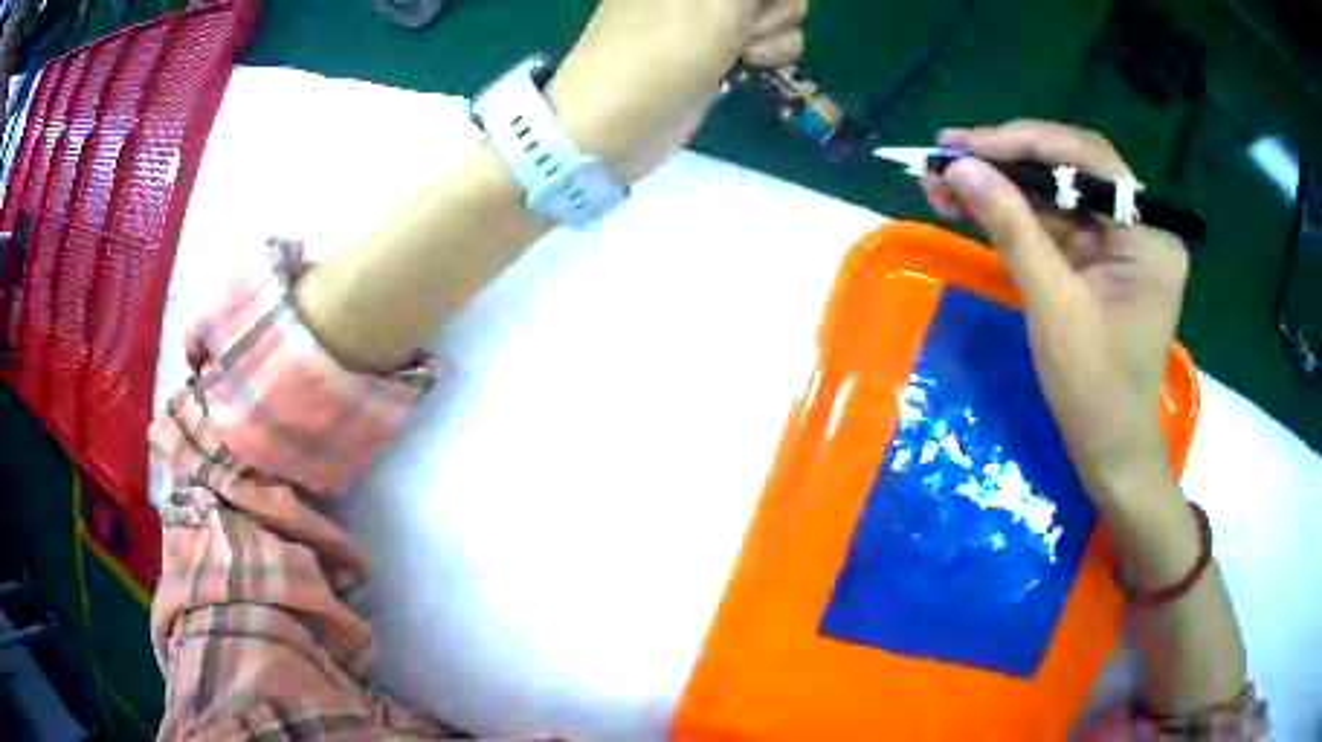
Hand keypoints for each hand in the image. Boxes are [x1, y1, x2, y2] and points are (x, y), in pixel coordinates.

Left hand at [548, 0, 806, 181]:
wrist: (616, 122)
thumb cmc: (664, 48)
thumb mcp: (718, 1)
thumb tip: (756, 2)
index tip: (753, 6)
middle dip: (776, 5)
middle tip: (748, 25)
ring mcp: (712, 12)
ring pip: (779, 8)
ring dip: (776, 30)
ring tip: (745, 51)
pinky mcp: (723, 44)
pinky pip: (772, 37)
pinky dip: (772, 51)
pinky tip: (752, 65)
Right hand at [919, 121, 1189, 500]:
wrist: (1109, 450)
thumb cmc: (1095, 391)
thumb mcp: (1054, 307)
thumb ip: (1012, 229)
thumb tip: (959, 167)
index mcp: (1149, 233)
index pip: (1088, 159)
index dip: (1024, 142)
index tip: (964, 145)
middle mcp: (1140, 225)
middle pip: (1071, 167)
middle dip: (1008, 160)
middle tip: (946, 155)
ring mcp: (1119, 241)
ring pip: (1056, 191)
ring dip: (1002, 184)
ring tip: (944, 180)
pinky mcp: (1098, 259)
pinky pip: (1054, 221)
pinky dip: (1013, 212)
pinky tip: (973, 204)